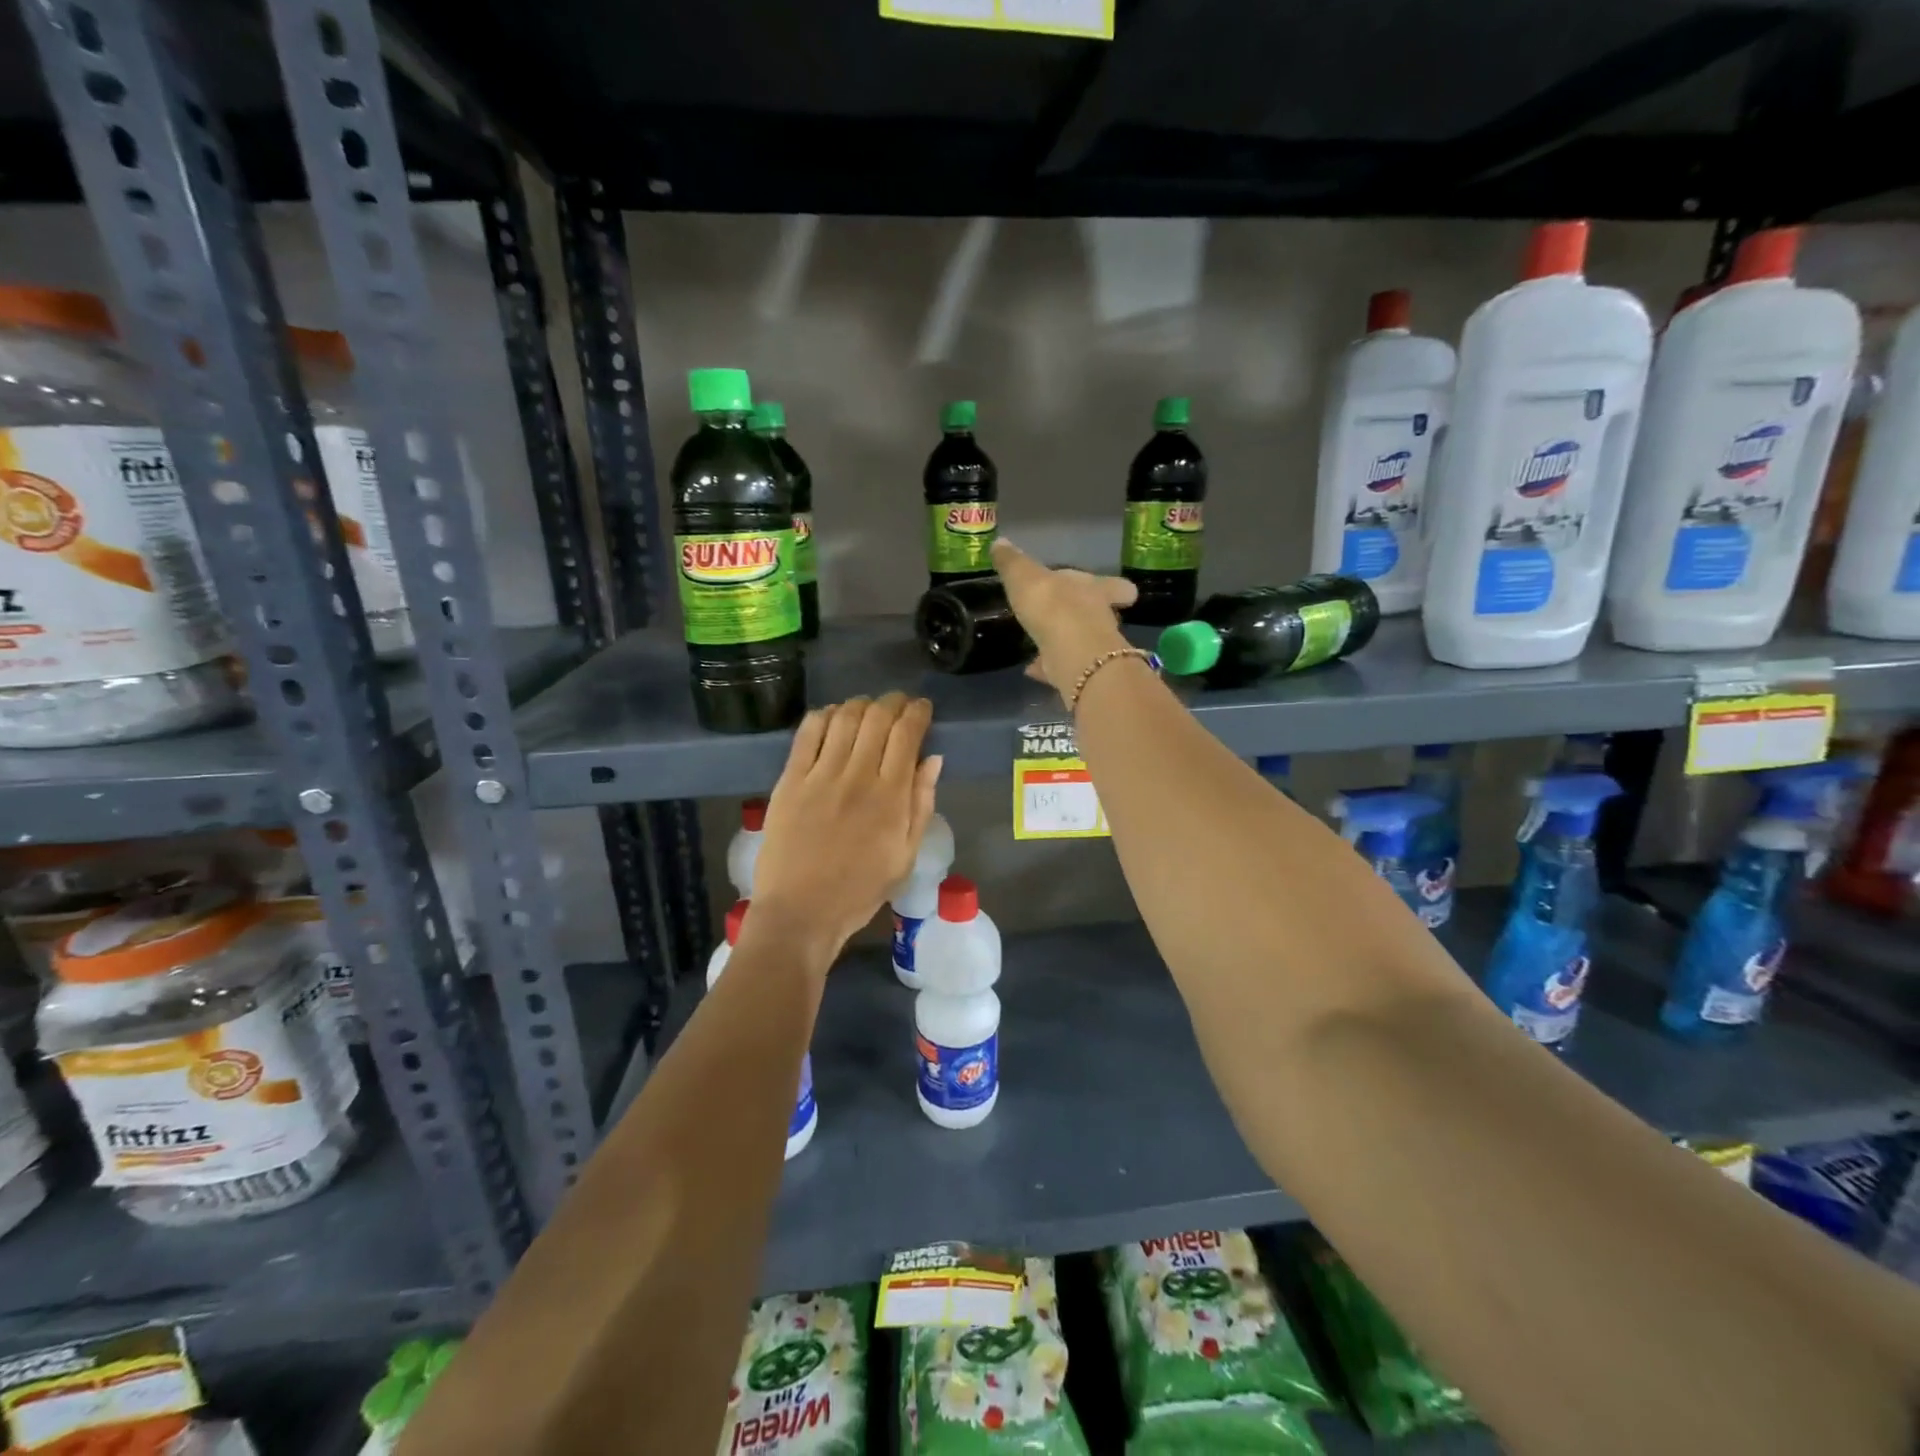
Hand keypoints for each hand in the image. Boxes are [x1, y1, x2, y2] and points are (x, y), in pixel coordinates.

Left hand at [749, 693, 942, 966]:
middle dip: (893, 702)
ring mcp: (820, 776)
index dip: (918, 712)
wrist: (801, 912)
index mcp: (890, 796)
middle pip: (877, 718)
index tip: (922, 708)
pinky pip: (807, 733)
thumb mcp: (905, 855)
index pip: (907, 734)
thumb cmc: (860, 890)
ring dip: (860, 705)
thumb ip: (921, 804)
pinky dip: (823, 716)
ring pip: (844, 718)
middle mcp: (857, 776)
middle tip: (898, 704)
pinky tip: (832, 718)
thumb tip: (933, 759)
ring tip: (867, 709)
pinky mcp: (789, 780)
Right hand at [991, 537, 1135, 702]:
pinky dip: (1050, 668)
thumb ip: (1013, 563)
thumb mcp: (1025, 577)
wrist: (1070, 653)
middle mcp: (1100, 618)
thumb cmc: (1053, 605)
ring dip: (1067, 643)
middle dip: (1086, 617)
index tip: (1124, 593)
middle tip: (1070, 619)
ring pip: (1083, 644)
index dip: (1114, 588)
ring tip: (1046, 644)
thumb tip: (1000, 543)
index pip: (1111, 585)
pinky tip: (1032, 670)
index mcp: (1094, 589)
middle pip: (1100, 615)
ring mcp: (1094, 649)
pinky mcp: (1082, 675)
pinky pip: (1064, 668)